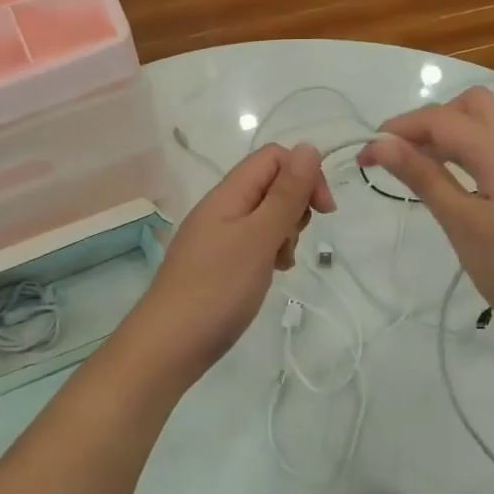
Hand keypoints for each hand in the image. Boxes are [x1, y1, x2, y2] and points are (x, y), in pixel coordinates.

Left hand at [130, 143, 334, 385]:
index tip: (324, 211)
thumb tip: (309, 146)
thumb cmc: (217, 289)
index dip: (304, 174)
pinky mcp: (220, 262)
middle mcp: (222, 208)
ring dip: (285, 233)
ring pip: (266, 216)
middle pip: (271, 184)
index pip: (274, 157)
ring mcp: (219, 236)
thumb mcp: (259, 238)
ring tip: (280, 263)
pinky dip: (271, 252)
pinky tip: (272, 274)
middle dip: (295, 207)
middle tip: (291, 242)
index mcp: (228, 194)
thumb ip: (285, 195)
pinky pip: (254, 242)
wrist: (169, 346)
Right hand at [359, 87, 493, 360]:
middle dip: (430, 121)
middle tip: (402, 156)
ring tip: (419, 170)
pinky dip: (467, 155)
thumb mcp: (461, 221)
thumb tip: (382, 143)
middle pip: (471, 106)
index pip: (441, 119)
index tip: (365, 156)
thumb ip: (423, 176)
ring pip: (486, 127)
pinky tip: (453, 187)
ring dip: (449, 137)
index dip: (398, 130)